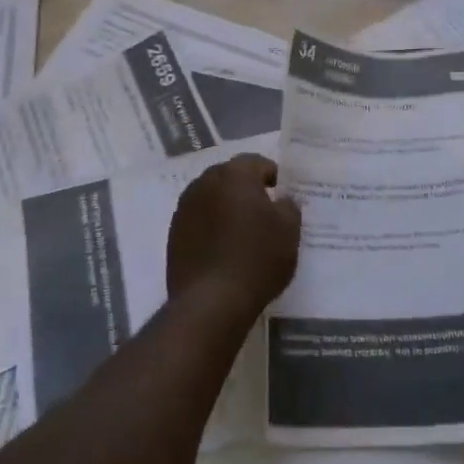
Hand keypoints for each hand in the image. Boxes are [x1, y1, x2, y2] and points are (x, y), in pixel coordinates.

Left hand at [167, 153, 300, 313]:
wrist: (211, 301)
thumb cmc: (257, 258)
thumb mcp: (289, 231)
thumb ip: (289, 206)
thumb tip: (282, 200)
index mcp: (234, 175)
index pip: (256, 162)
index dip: (273, 175)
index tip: (283, 193)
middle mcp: (204, 182)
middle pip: (230, 177)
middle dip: (246, 189)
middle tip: (264, 211)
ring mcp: (184, 208)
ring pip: (211, 197)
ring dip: (226, 207)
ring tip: (242, 231)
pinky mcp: (173, 233)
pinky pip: (198, 220)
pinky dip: (211, 226)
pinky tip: (223, 248)